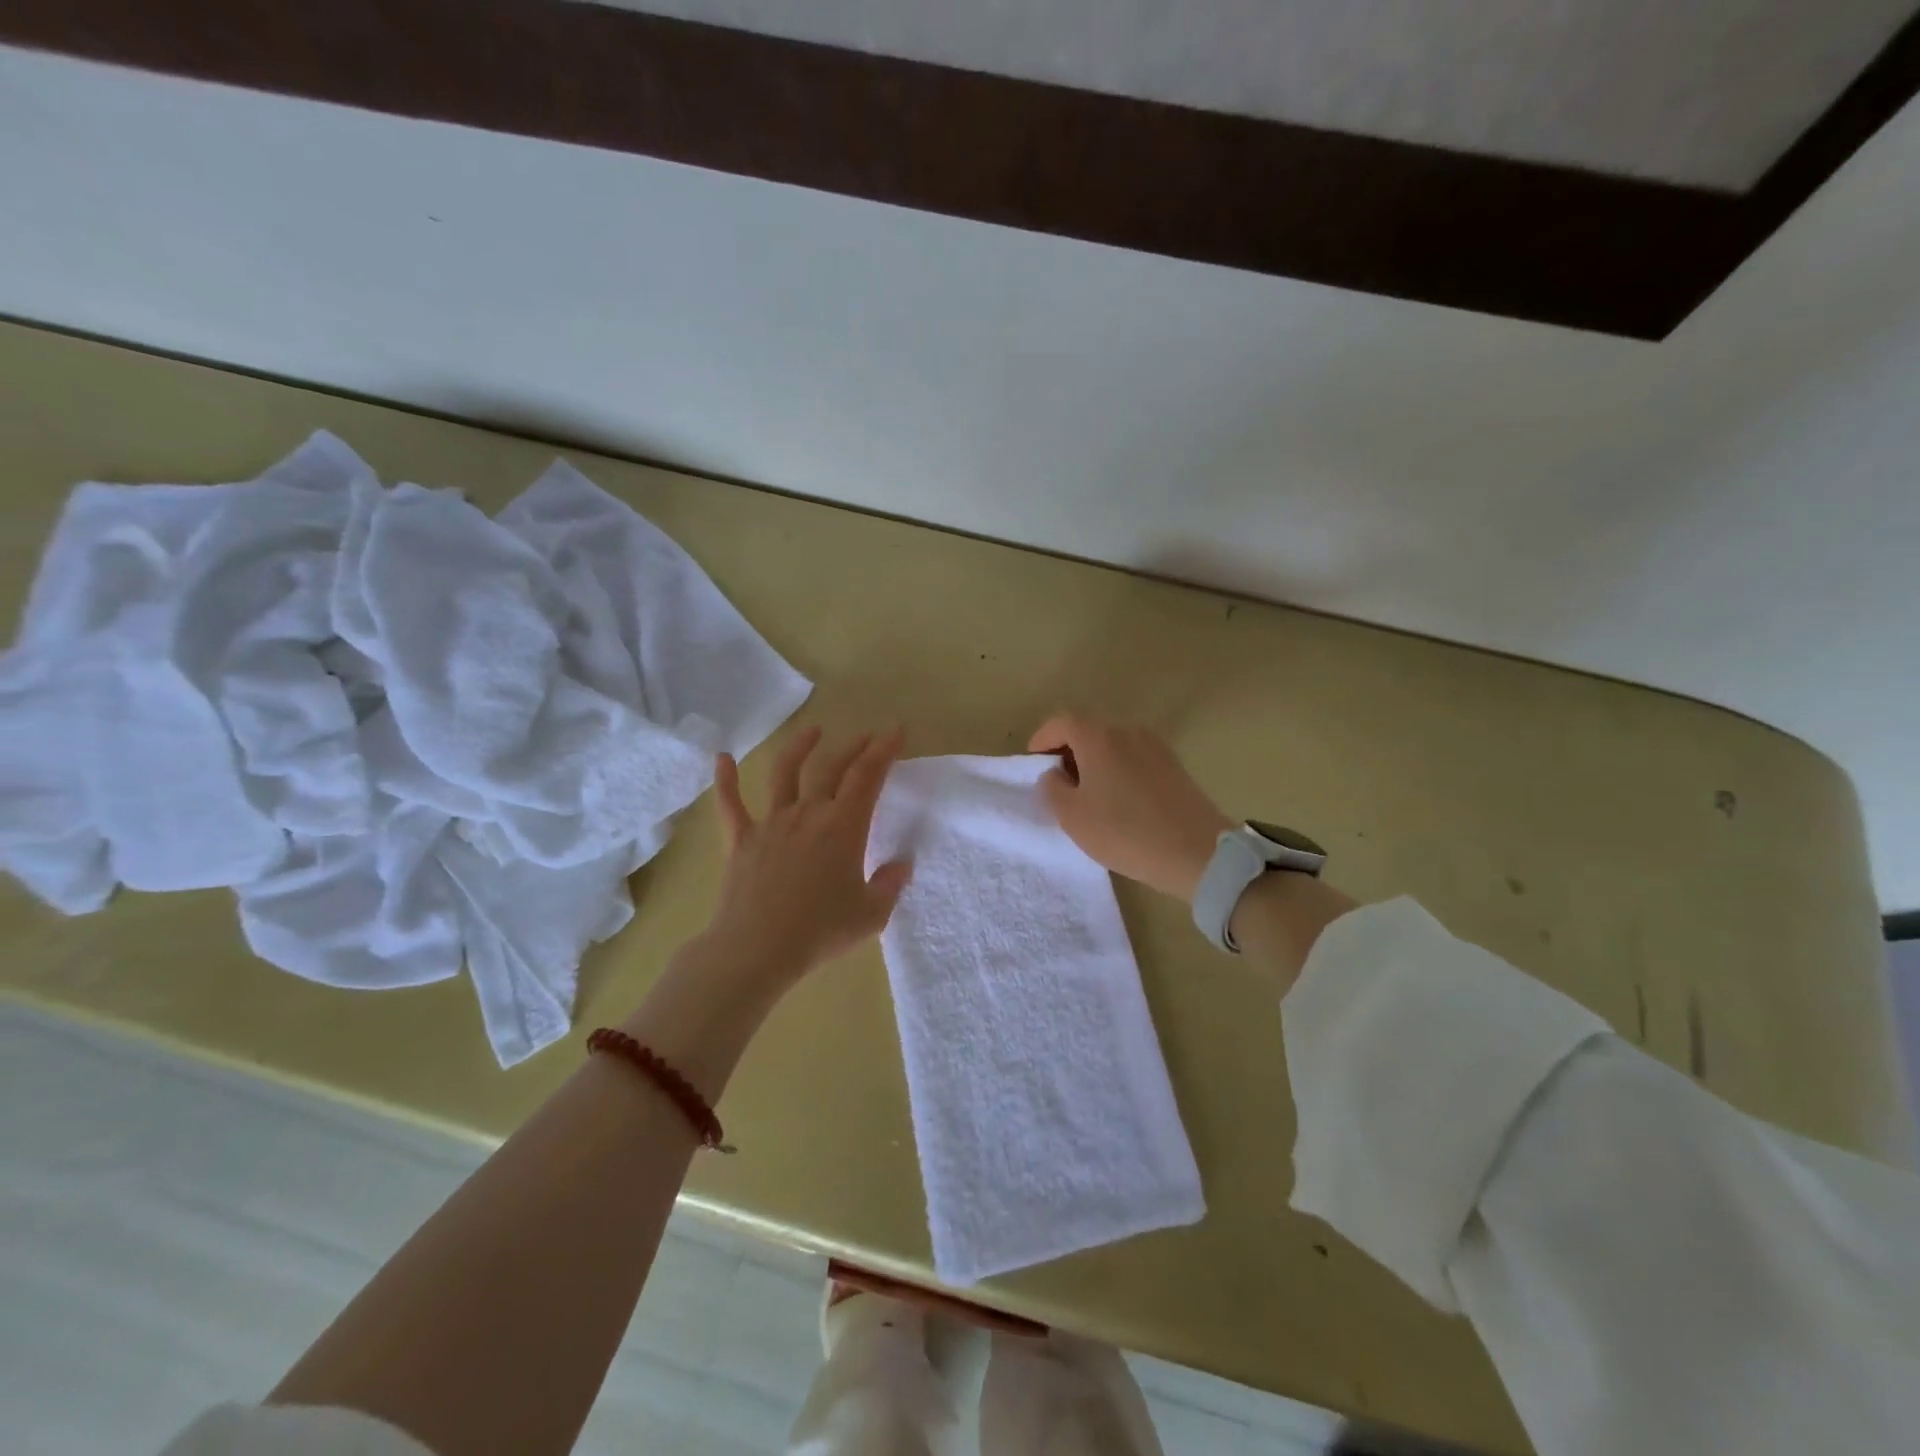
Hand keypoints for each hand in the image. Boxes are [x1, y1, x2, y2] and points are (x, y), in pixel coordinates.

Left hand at [702, 726, 911, 988]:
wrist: (757, 949)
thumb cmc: (820, 931)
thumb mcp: (871, 914)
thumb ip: (890, 885)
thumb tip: (902, 864)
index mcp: (842, 826)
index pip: (867, 777)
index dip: (883, 750)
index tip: (895, 730)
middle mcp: (807, 813)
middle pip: (831, 767)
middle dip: (852, 747)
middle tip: (866, 736)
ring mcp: (771, 823)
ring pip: (784, 773)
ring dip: (800, 748)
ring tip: (813, 731)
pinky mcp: (741, 839)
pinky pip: (730, 804)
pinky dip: (725, 779)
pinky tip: (722, 757)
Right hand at [1028, 713, 1231, 901]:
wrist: (1196, 852)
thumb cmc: (1125, 832)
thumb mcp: (1072, 816)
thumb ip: (1052, 788)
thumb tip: (1055, 773)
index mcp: (1099, 737)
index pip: (1061, 723)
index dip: (1042, 739)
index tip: (1033, 763)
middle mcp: (1128, 731)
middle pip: (1089, 730)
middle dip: (1068, 751)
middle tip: (1058, 783)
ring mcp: (1155, 746)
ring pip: (1113, 745)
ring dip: (1094, 762)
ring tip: (1088, 795)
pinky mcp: (1174, 765)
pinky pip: (1134, 758)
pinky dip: (1117, 770)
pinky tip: (1118, 801)